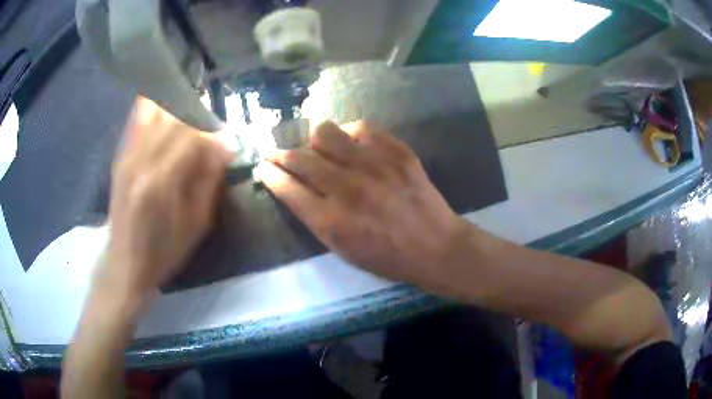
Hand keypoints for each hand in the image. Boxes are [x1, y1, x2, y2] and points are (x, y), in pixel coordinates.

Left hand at [99, 97, 230, 303]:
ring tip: (190, 118)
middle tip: (211, 133)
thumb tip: (225, 146)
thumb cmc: (164, 251)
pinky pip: (137, 116)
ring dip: (176, 107)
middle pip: (173, 117)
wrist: (125, 263)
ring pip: (154, 108)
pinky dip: (154, 105)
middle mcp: (140, 161)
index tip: (228, 144)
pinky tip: (167, 109)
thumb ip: (209, 181)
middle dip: (199, 119)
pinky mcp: (120, 156)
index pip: (191, 137)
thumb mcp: (196, 225)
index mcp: (160, 183)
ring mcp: (126, 155)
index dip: (214, 136)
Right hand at [255, 121, 468, 286]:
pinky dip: (349, 133)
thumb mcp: (343, 249)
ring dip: (313, 139)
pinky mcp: (396, 151)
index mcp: (331, 221)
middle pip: (300, 158)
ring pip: (326, 133)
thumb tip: (294, 187)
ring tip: (316, 145)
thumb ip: (315, 218)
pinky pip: (361, 127)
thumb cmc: (387, 256)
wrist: (434, 246)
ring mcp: (373, 165)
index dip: (270, 174)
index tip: (263, 166)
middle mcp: (347, 188)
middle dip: (281, 154)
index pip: (287, 187)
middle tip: (277, 152)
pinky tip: (351, 143)